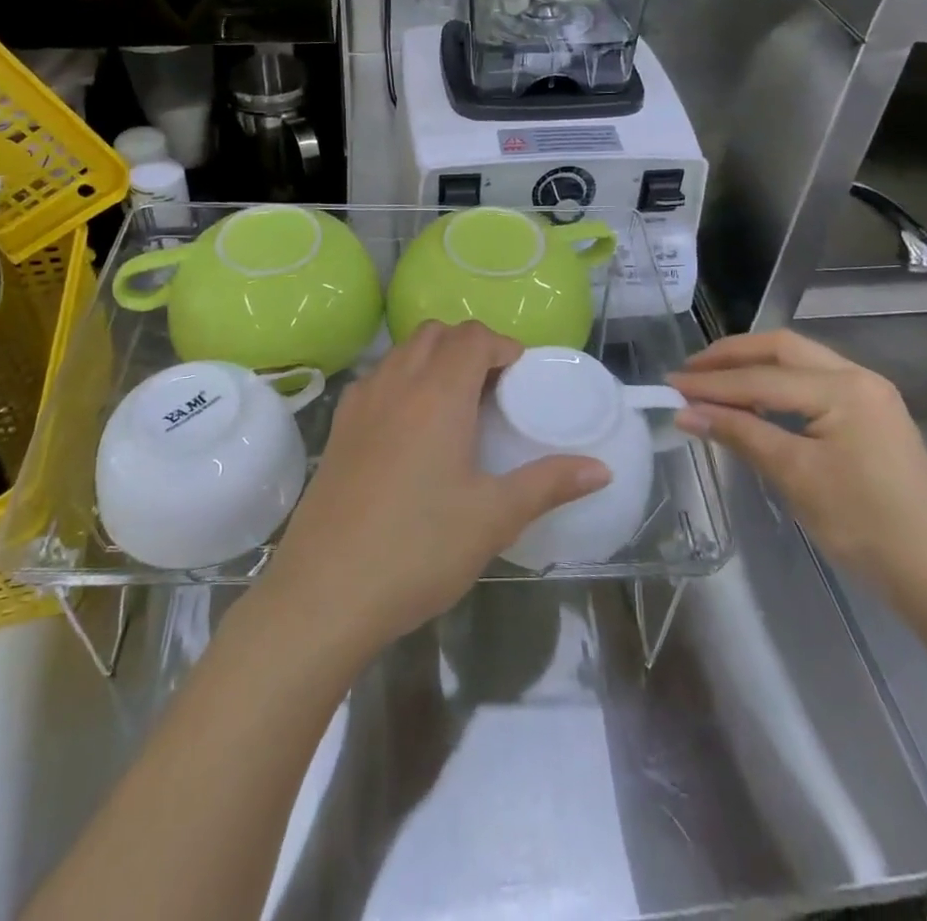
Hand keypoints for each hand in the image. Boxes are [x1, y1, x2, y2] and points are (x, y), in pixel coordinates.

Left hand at [261, 321, 611, 654]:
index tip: (520, 376)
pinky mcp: (338, 428)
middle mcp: (396, 383)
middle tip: (493, 387)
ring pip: (401, 351)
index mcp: (438, 394)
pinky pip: (376, 378)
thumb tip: (601, 469)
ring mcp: (360, 403)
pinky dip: (401, 379)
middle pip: (435, 333)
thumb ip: (549, 484)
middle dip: (468, 345)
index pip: (473, 337)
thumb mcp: (493, 518)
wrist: (325, 592)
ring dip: (433, 358)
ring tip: (455, 404)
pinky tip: (410, 427)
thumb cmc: (419, 549)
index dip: (502, 346)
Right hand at [669, 328, 926, 605]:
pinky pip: (812, 385)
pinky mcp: (873, 419)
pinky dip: (776, 386)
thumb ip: (740, 434)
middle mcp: (858, 378)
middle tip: (690, 371)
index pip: (761, 378)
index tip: (668, 385)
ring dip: (753, 367)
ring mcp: (870, 397)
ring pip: (799, 363)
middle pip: (782, 349)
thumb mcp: (796, 477)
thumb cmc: (867, 525)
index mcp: (843, 388)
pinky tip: (754, 402)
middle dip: (732, 356)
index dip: (711, 383)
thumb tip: (685, 411)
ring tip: (712, 382)